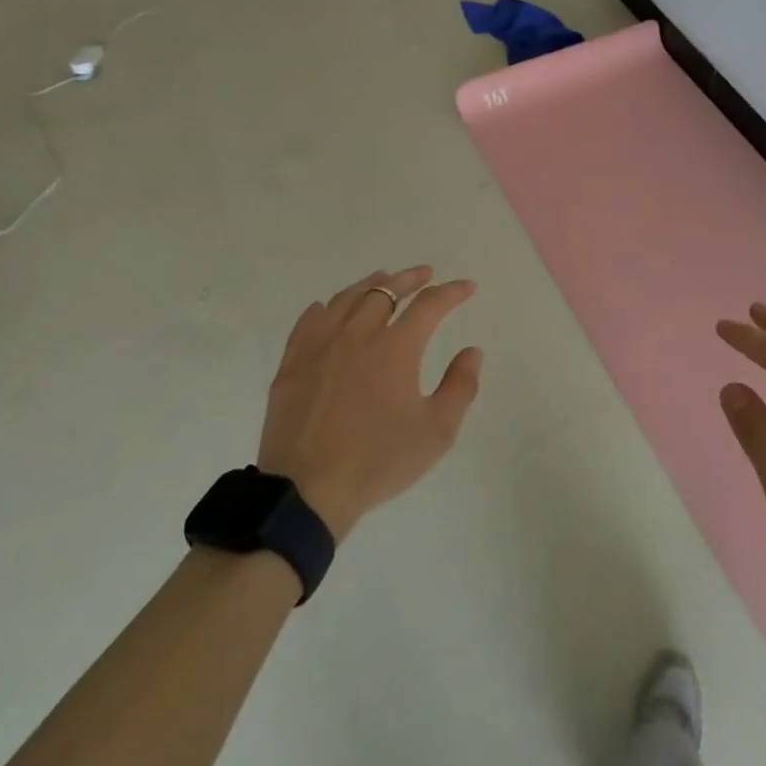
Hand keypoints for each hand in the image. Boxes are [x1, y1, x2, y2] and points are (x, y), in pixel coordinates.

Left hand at [259, 265, 480, 540]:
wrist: (307, 491)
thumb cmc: (378, 461)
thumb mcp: (436, 432)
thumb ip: (460, 387)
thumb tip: (472, 352)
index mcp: (396, 347)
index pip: (430, 305)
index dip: (452, 292)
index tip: (467, 287)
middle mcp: (358, 334)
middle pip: (386, 290)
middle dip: (410, 279)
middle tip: (425, 275)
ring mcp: (320, 345)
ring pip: (347, 299)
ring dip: (370, 285)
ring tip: (383, 280)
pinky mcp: (292, 363)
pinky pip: (309, 321)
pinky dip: (325, 308)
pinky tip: (328, 308)